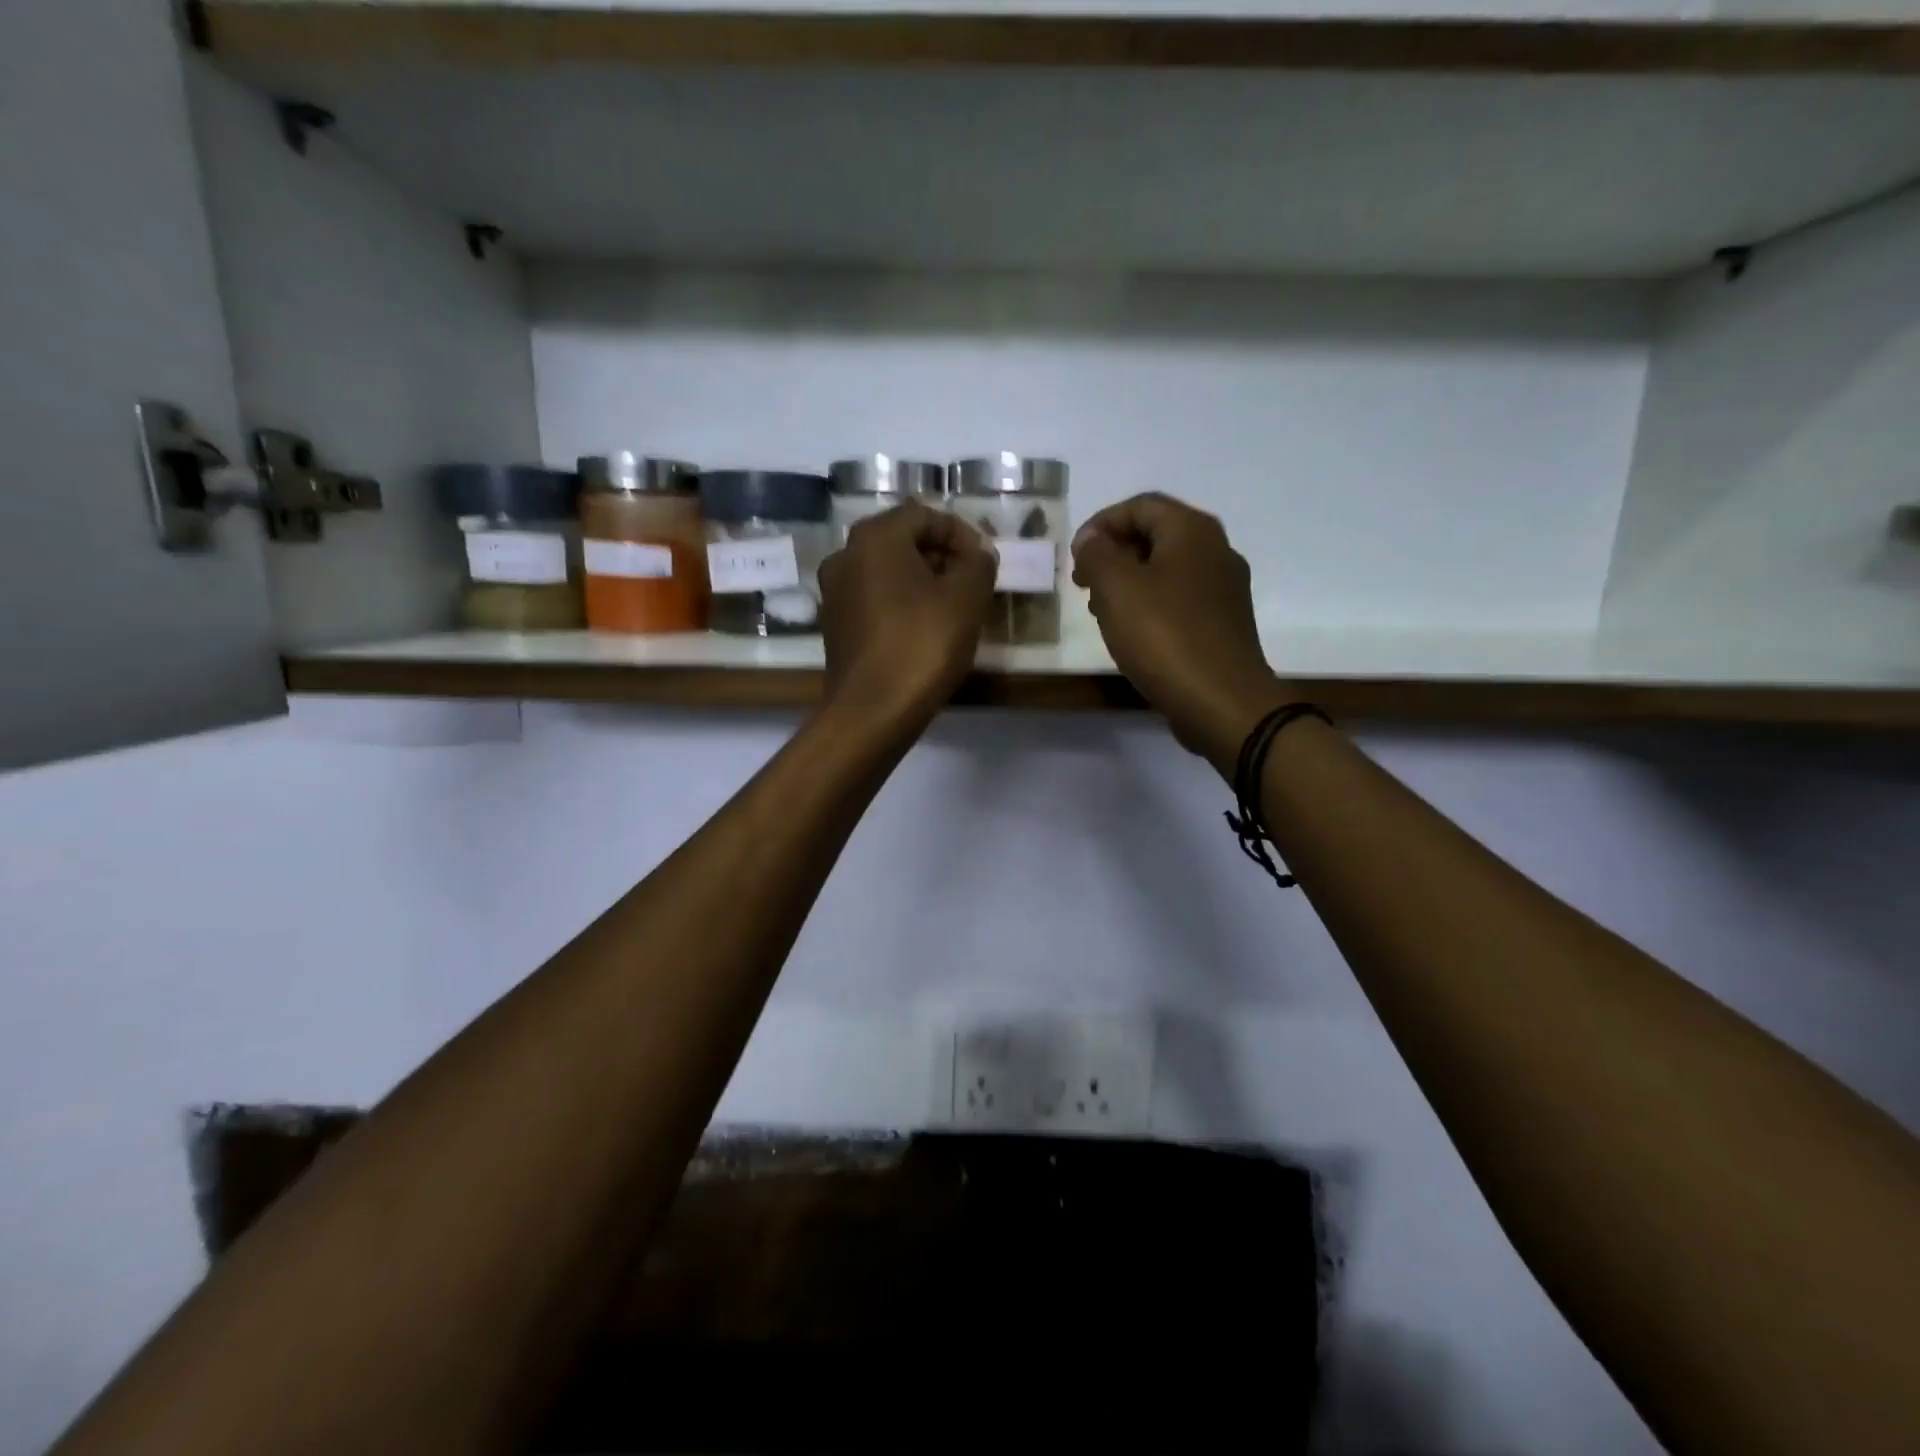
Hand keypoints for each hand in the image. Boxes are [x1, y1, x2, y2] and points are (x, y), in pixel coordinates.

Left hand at [819, 500, 995, 731]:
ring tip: (953, 607)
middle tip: (972, 583)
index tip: (985, 562)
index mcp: (874, 537)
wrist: (873, 711)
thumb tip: (978, 554)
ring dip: (922, 581)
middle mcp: (845, 555)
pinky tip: (924, 629)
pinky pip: (874, 599)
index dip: (961, 534)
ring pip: (887, 571)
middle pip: (902, 540)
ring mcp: (834, 592)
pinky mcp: (834, 625)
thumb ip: (978, 563)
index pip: (925, 515)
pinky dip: (901, 603)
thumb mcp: (967, 597)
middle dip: (942, 556)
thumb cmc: (923, 644)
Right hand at [1071, 493, 1292, 769]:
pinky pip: (1180, 599)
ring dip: (1129, 581)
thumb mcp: (1116, 588)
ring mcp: (1225, 589)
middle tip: (1084, 583)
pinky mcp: (1224, 623)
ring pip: (1166, 569)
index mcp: (1192, 531)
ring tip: (1101, 611)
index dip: (1101, 524)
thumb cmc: (1164, 636)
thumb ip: (1097, 554)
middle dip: (1114, 553)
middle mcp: (1215, 550)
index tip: (1075, 556)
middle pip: (1156, 534)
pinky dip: (1150, 604)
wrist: (1221, 701)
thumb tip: (1092, 540)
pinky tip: (1132, 632)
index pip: (1140, 505)